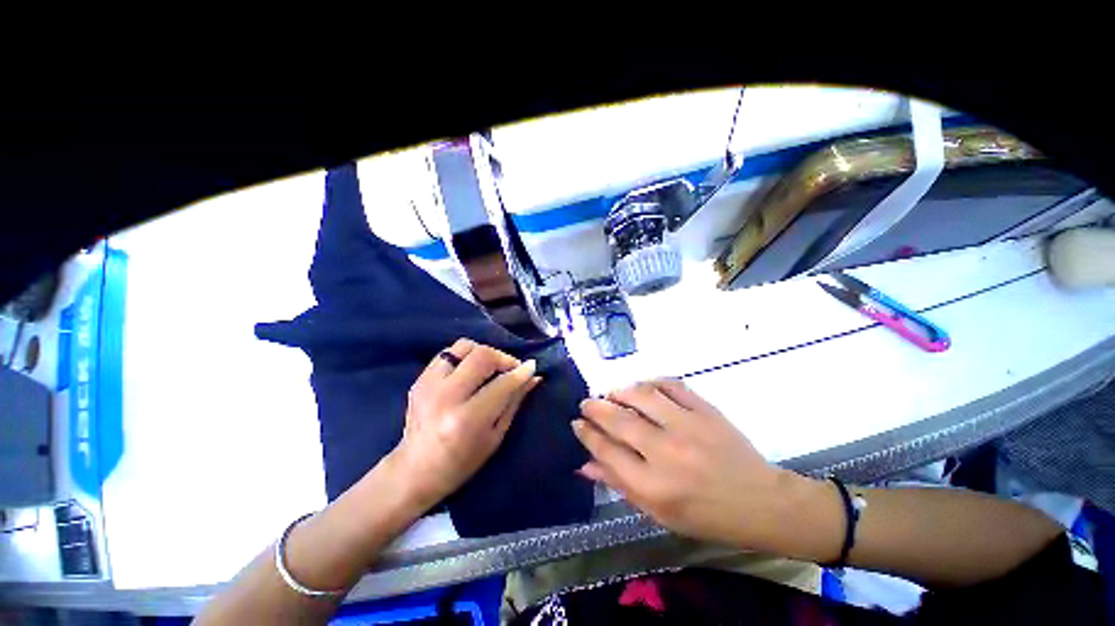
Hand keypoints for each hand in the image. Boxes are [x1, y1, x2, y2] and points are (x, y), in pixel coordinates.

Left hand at [387, 339, 539, 510]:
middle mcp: (445, 397)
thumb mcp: (495, 436)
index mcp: (467, 419)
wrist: (415, 471)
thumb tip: (534, 377)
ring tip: (490, 368)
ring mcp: (428, 385)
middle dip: (503, 357)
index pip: (502, 383)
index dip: (521, 372)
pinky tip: (470, 371)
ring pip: (464, 346)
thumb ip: (514, 402)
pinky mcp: (419, 379)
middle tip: (511, 368)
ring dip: (483, 353)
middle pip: (482, 356)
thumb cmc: (462, 462)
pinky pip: (448, 353)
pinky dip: (465, 357)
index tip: (532, 367)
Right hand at [573, 379, 808, 551]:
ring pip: (641, 395)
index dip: (587, 434)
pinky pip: (671, 385)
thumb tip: (585, 465)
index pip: (607, 451)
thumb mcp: (658, 512)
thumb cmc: (705, 515)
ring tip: (613, 394)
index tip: (577, 423)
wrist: (759, 502)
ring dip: (620, 391)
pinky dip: (652, 382)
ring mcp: (687, 426)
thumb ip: (619, 485)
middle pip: (619, 420)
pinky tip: (644, 387)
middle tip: (587, 403)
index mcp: (653, 486)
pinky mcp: (705, 410)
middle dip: (595, 408)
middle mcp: (666, 452)